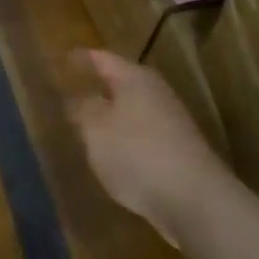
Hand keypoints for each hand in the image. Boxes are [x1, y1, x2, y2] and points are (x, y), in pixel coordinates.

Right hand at [68, 49, 226, 244]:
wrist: (195, 200)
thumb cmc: (137, 153)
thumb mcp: (95, 129)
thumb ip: (83, 109)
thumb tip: (79, 98)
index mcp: (134, 77)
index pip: (102, 58)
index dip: (81, 59)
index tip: (62, 61)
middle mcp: (156, 92)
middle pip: (121, 83)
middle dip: (98, 88)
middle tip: (70, 95)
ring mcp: (172, 122)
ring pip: (133, 111)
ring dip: (112, 116)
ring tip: (87, 128)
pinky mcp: (179, 151)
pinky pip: (144, 136)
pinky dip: (127, 140)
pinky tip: (114, 156)